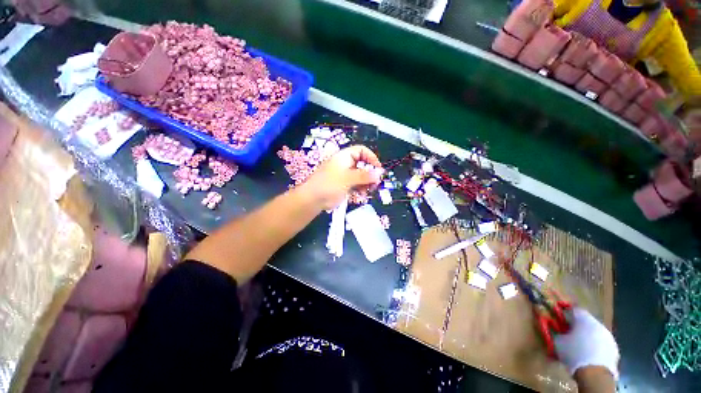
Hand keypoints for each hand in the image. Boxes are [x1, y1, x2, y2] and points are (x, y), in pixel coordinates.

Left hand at [301, 145, 382, 209]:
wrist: (313, 199)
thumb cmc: (329, 185)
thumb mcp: (348, 178)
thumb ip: (364, 175)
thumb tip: (379, 173)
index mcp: (344, 157)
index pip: (361, 151)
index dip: (371, 158)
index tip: (378, 169)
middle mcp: (345, 164)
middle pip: (363, 164)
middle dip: (371, 172)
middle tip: (376, 182)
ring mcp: (345, 175)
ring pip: (361, 175)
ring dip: (367, 182)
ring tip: (370, 189)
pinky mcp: (344, 185)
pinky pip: (357, 184)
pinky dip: (361, 188)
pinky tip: (363, 194)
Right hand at [554, 308, 619, 379]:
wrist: (595, 374)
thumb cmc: (574, 353)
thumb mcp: (558, 342)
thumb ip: (556, 332)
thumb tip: (555, 329)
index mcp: (584, 319)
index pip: (574, 310)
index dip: (566, 314)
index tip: (559, 320)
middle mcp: (598, 324)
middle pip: (586, 322)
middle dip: (577, 327)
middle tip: (568, 335)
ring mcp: (609, 337)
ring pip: (595, 333)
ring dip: (587, 337)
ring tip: (578, 347)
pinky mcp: (614, 350)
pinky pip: (601, 344)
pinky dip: (595, 347)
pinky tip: (588, 356)